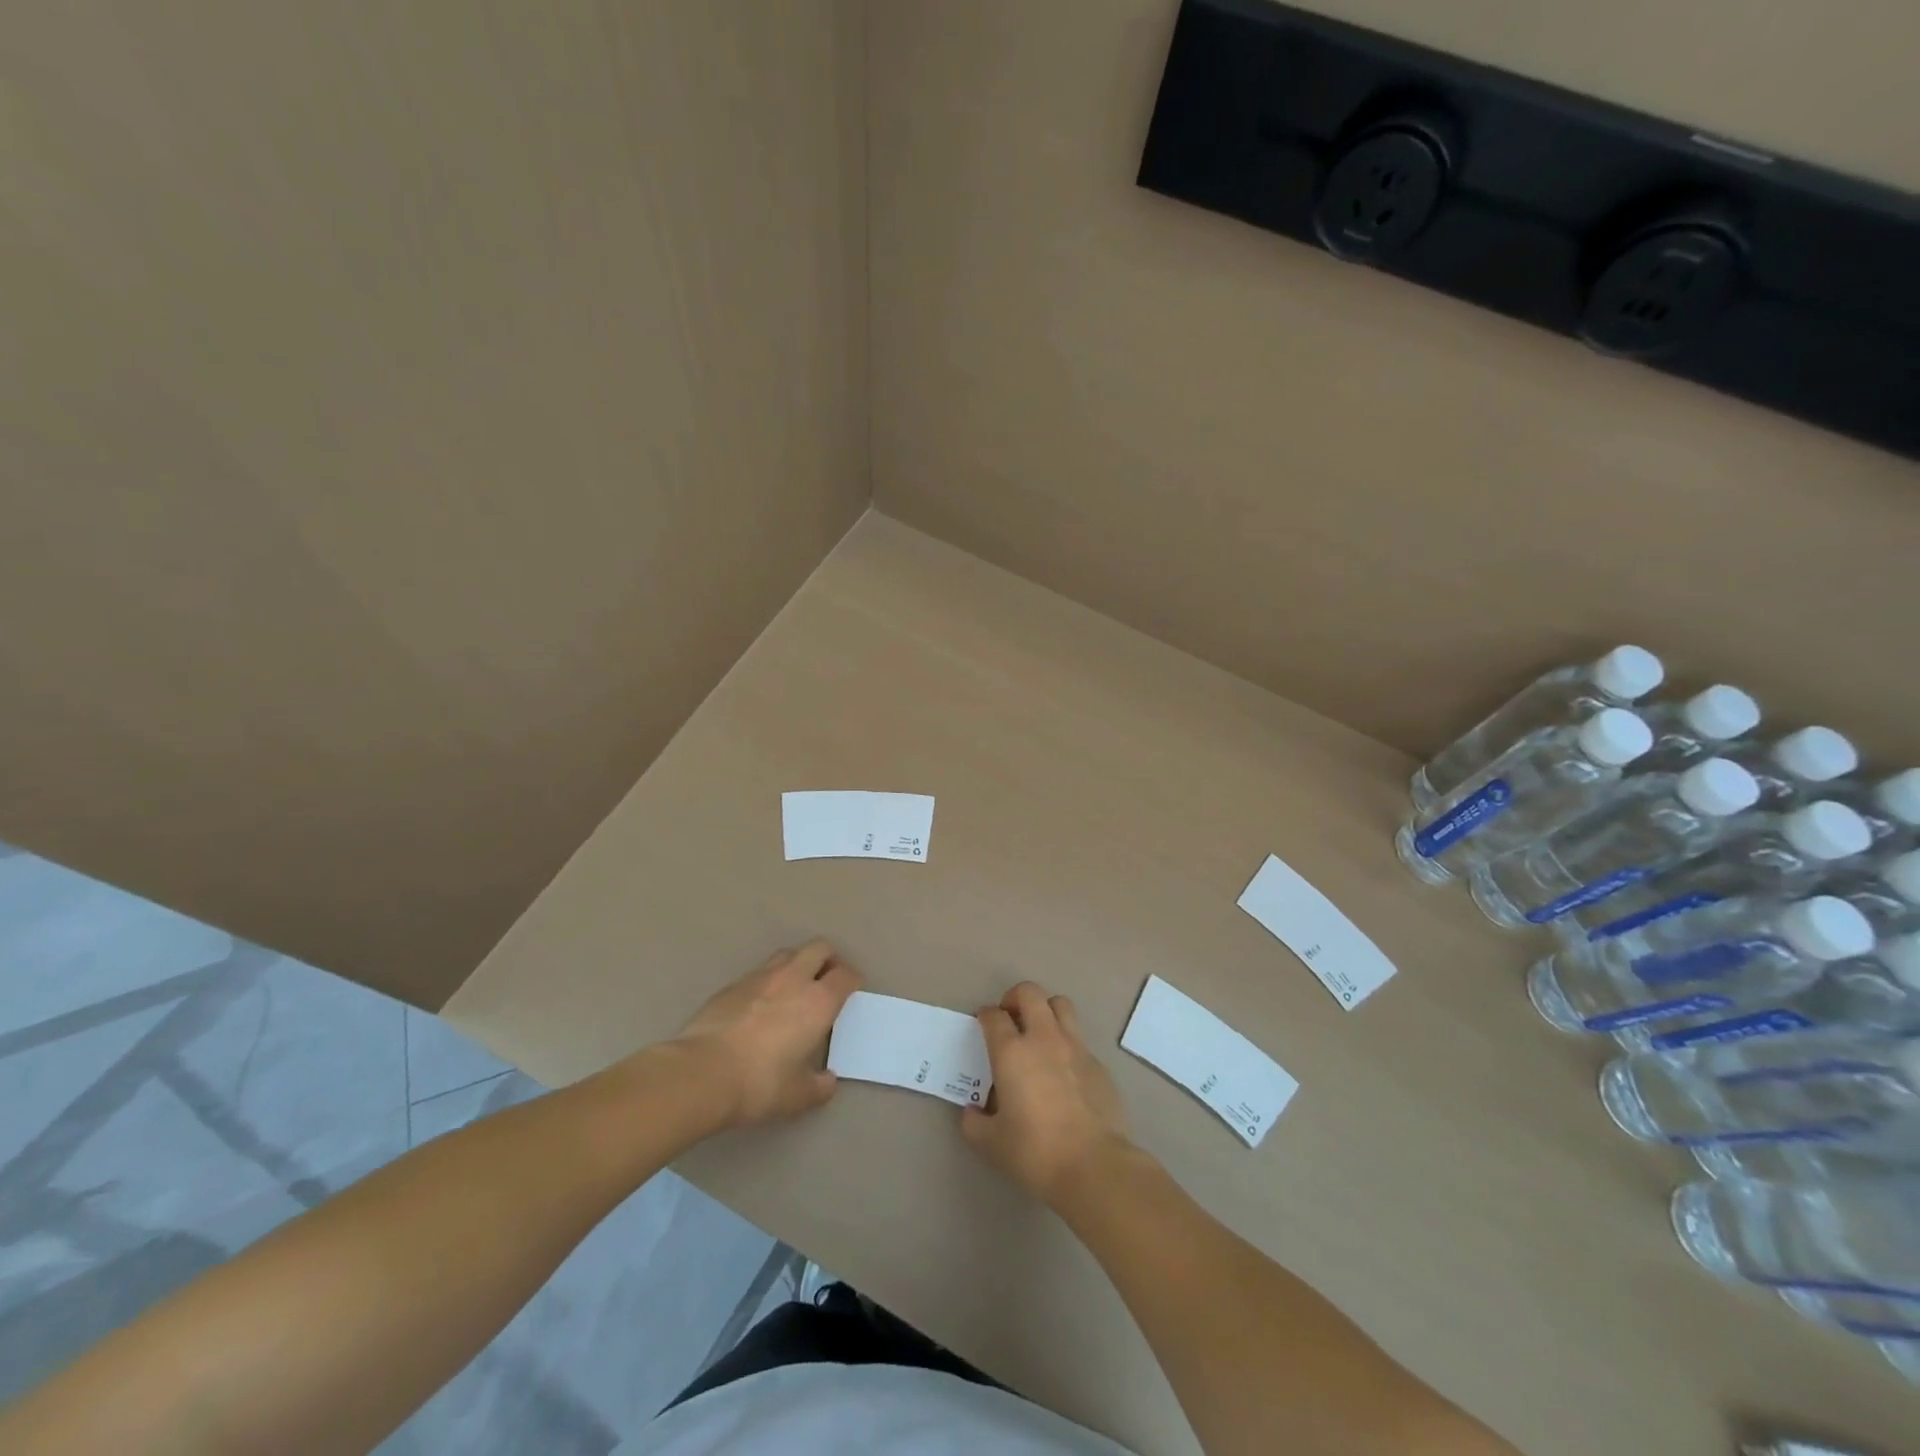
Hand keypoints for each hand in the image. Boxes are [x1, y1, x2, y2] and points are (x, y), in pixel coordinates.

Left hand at [672, 940, 862, 1127]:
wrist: (701, 1073)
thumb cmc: (759, 1083)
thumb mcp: (797, 1096)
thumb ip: (819, 1086)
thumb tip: (827, 1081)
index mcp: (818, 1001)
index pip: (846, 975)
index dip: (853, 980)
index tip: (853, 990)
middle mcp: (793, 979)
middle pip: (820, 948)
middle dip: (830, 959)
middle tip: (828, 981)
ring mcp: (760, 976)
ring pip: (788, 954)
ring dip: (799, 964)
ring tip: (795, 988)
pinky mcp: (732, 984)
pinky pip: (760, 972)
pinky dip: (769, 980)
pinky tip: (761, 1005)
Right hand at [960, 982, 1132, 1206]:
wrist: (1094, 1166)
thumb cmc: (1035, 1152)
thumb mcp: (991, 1144)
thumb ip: (974, 1123)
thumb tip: (972, 1112)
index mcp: (1012, 1052)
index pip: (994, 1016)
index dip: (985, 1016)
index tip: (982, 1024)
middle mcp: (1043, 1038)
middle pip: (1029, 993)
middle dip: (1015, 998)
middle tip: (1010, 1019)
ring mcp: (1076, 1047)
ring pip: (1060, 1005)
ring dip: (1045, 1010)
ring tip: (1039, 1034)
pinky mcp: (1098, 1063)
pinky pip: (1079, 1039)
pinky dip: (1067, 1044)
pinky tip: (1064, 1072)